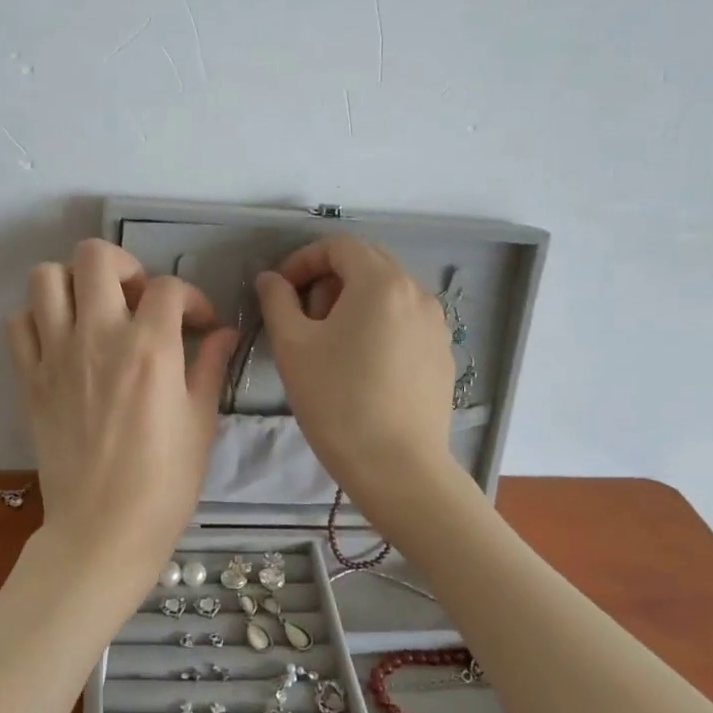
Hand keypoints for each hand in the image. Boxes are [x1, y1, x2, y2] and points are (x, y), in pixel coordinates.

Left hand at [7, 240, 235, 598]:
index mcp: (149, 348)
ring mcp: (56, 355)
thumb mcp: (200, 422)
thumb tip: (224, 333)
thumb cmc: (164, 482)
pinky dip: (38, 318)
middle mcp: (98, 337)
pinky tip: (62, 340)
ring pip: (46, 277)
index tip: (199, 323)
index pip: (169, 288)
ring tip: (95, 312)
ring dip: (74, 283)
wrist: (103, 529)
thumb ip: (210, 367)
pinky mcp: (29, 378)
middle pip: (96, 256)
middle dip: (124, 266)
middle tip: (137, 300)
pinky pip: (18, 323)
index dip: (192, 298)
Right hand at [254, 235, 455, 505]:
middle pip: (367, 264)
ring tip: (330, 345)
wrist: (397, 466)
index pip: (339, 246)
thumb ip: (277, 301)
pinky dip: (377, 325)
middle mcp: (417, 292)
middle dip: (328, 280)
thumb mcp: (293, 347)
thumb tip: (270, 279)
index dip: (302, 260)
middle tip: (303, 318)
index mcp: (381, 283)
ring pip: (387, 293)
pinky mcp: (442, 353)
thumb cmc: (337, 401)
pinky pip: (404, 321)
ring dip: (352, 303)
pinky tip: (361, 366)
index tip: (280, 291)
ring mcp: (436, 324)